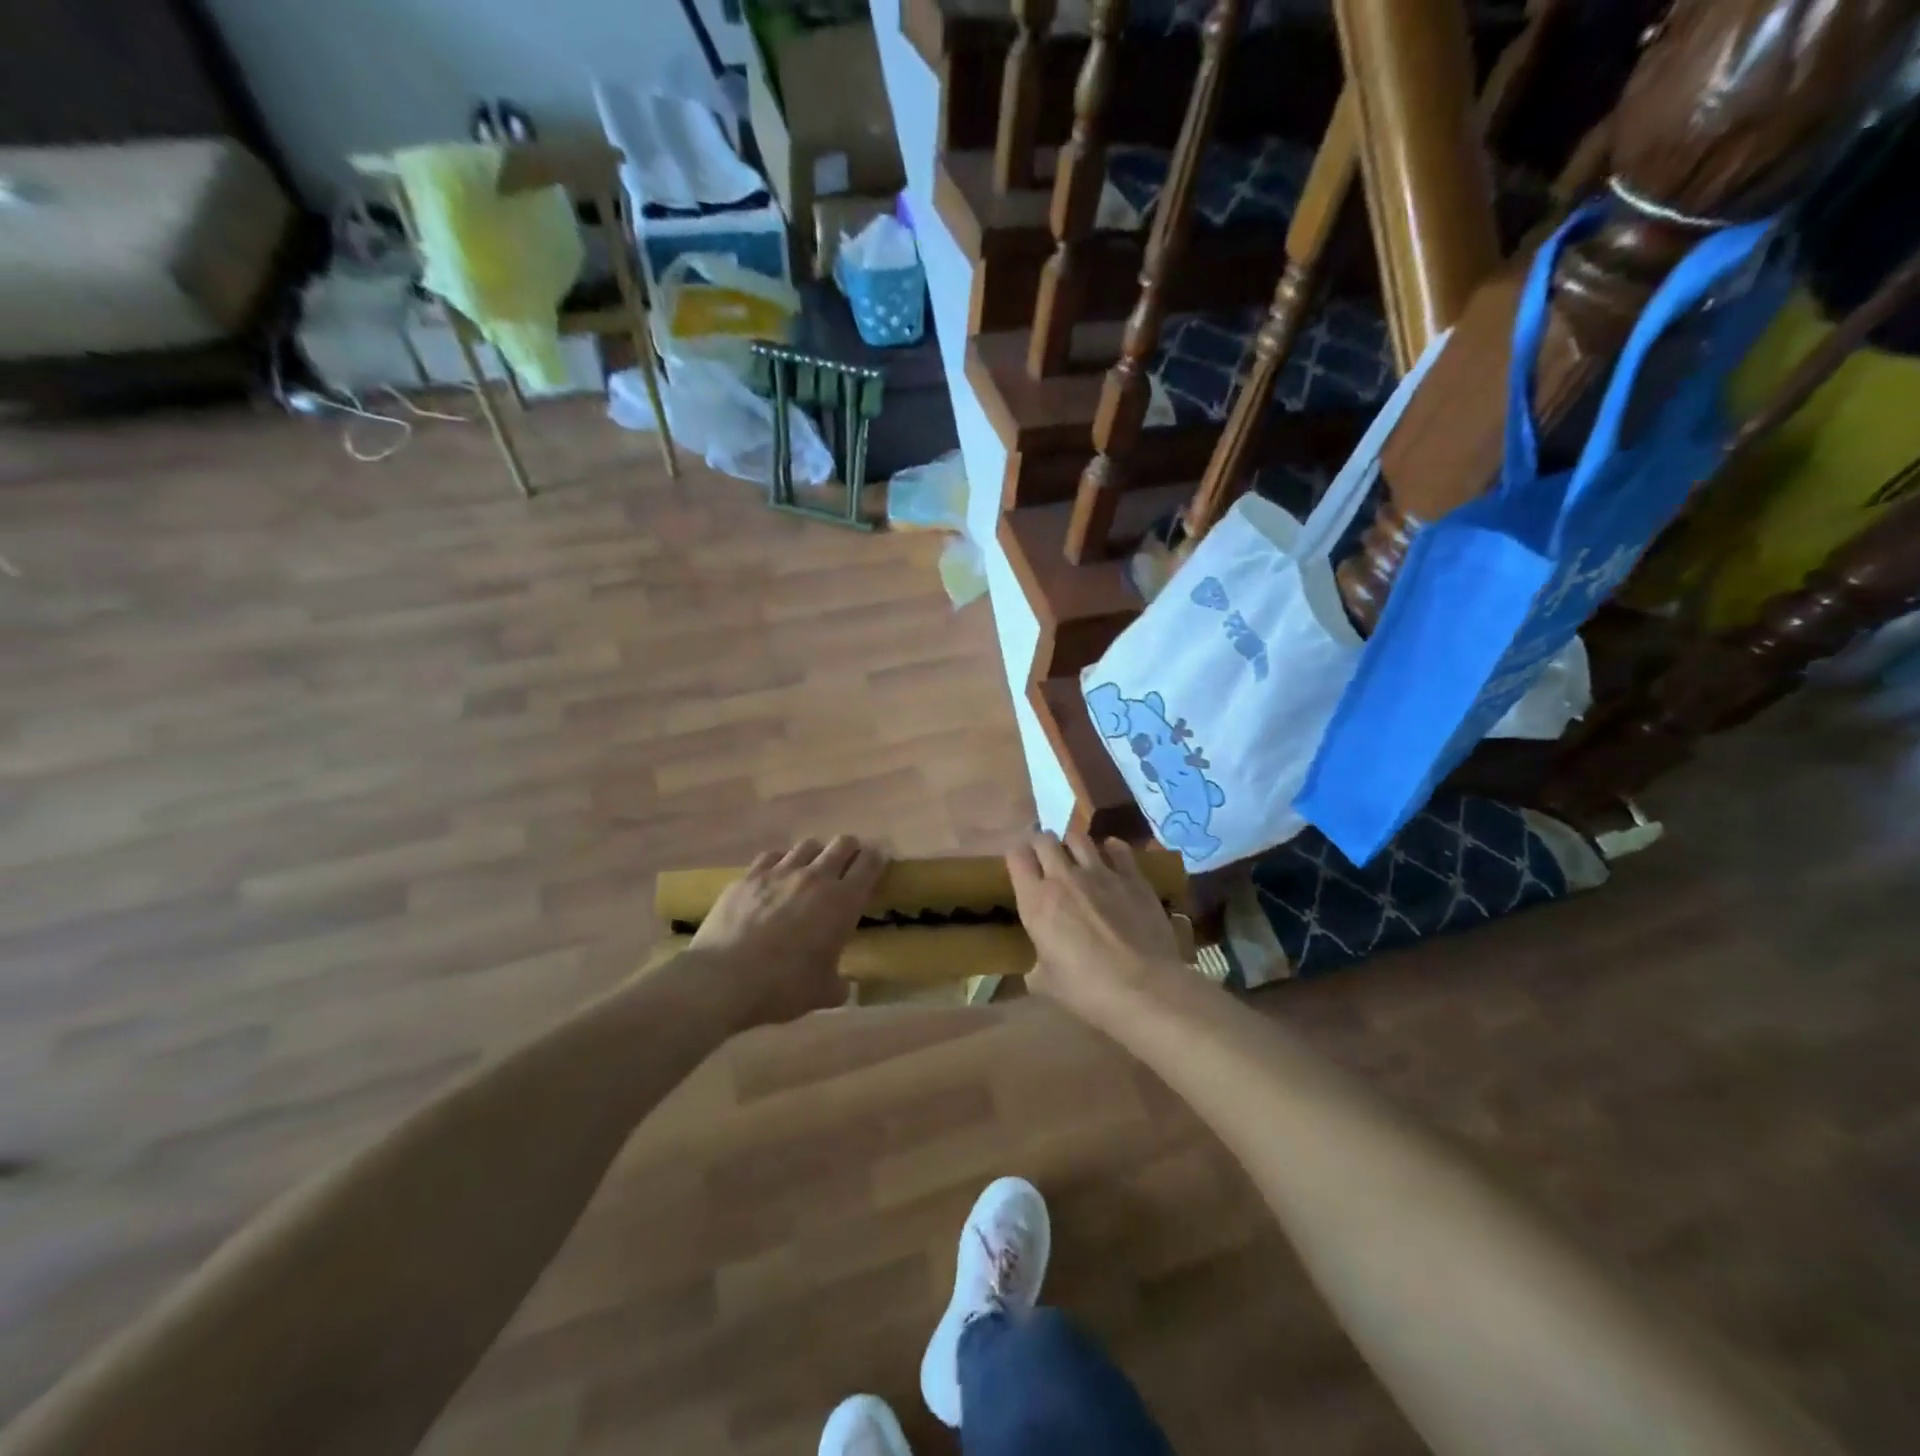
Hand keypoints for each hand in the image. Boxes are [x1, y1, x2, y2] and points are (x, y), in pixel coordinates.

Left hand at [691, 835, 887, 1026]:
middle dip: (851, 850)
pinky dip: (781, 862)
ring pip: (808, 845)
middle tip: (849, 866)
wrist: (722, 979)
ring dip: (816, 854)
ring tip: (811, 870)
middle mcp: (815, 878)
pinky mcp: (749, 876)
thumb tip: (845, 987)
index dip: (878, 858)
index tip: (880, 861)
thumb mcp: (822, 994)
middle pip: (842, 844)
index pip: (870, 863)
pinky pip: (772, 856)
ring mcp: (780, 872)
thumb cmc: (782, 987)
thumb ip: (839, 986)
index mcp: (842, 902)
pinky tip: (776, 876)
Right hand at [1007, 831, 1187, 1023]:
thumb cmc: (1087, 990)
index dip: (1015, 856)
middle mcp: (1064, 877)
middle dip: (1041, 844)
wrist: (1145, 989)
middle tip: (1044, 858)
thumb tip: (1038, 966)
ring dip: (1072, 843)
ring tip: (1075, 856)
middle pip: (1044, 839)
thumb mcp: (1045, 984)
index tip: (1020, 865)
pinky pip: (1119, 849)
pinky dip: (1111, 849)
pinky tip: (1112, 857)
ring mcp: (1101, 873)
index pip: (1016, 856)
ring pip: (1079, 837)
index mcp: (1036, 901)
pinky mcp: (1133, 877)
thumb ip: (1036, 966)